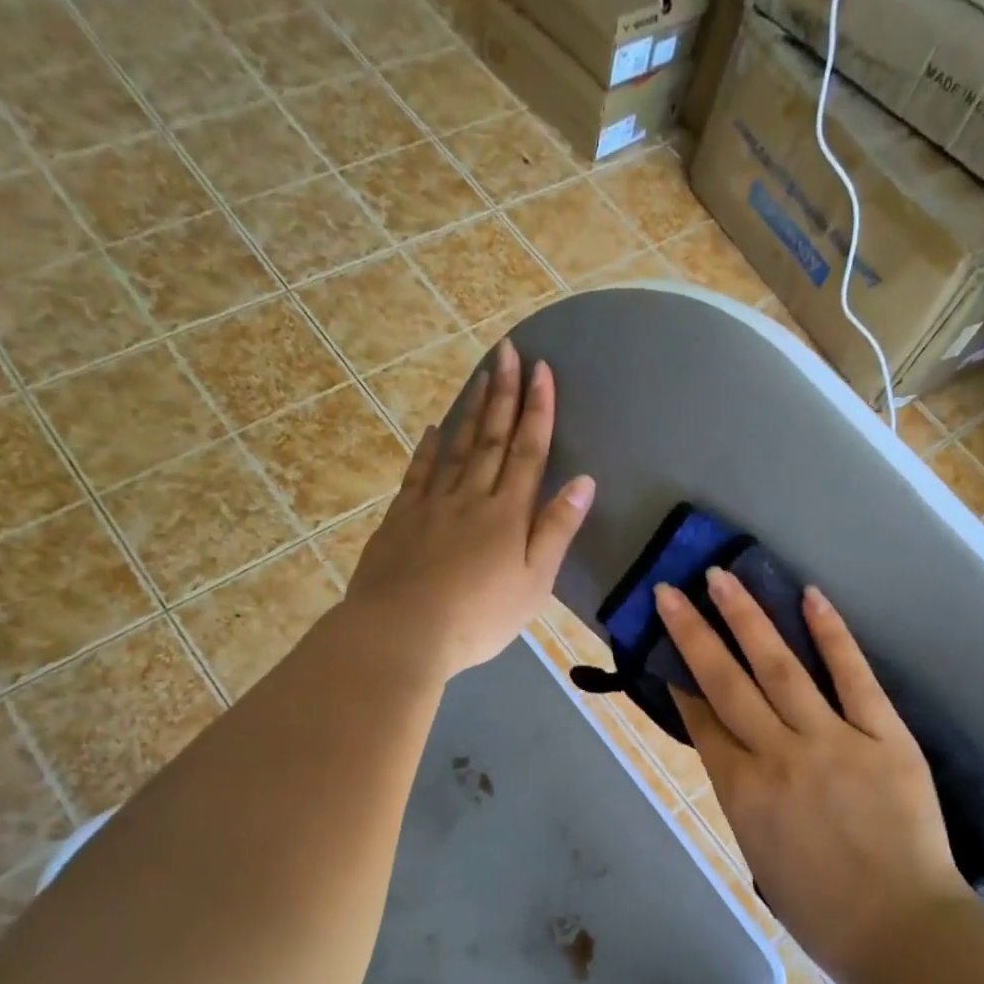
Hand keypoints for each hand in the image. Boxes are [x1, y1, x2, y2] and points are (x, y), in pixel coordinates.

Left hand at [344, 340, 593, 680]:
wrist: (402, 632)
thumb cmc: (479, 617)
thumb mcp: (534, 582)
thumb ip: (557, 530)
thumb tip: (583, 481)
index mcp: (508, 513)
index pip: (528, 450)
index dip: (537, 409)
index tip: (542, 369)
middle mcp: (471, 496)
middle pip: (492, 438)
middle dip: (504, 393)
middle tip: (509, 351)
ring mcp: (431, 504)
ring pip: (456, 447)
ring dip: (471, 410)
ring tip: (481, 376)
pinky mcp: (400, 518)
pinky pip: (418, 473)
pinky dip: (428, 449)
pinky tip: (432, 430)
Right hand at [656, 570, 972, 983]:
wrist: (901, 930)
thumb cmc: (820, 908)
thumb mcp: (756, 852)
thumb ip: (741, 793)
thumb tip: (733, 747)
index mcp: (741, 791)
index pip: (703, 721)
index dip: (680, 681)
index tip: (664, 646)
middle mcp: (777, 756)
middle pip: (726, 682)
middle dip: (694, 633)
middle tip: (671, 591)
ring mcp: (831, 740)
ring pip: (779, 667)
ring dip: (747, 617)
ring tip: (722, 577)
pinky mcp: (883, 735)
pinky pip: (853, 676)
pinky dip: (831, 634)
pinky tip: (809, 596)